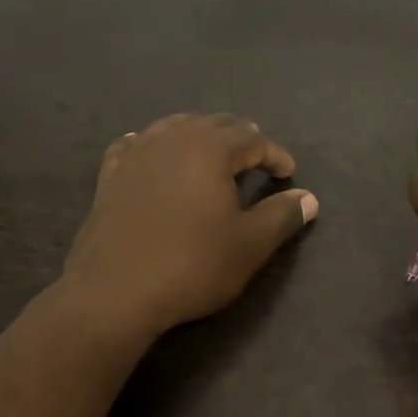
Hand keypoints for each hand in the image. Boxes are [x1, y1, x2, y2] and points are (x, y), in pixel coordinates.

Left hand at [63, 113, 318, 336]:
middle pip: (212, 124)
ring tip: (211, 151)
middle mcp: (172, 140)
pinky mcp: (109, 177)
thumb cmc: (191, 265)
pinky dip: (152, 144)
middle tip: (255, 156)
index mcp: (210, 149)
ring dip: (198, 135)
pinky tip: (151, 152)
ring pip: (173, 128)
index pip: (252, 139)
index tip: (288, 173)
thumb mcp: (249, 245)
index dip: (274, 154)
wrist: (114, 292)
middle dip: (239, 138)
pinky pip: (134, 146)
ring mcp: (136, 155)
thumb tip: (308, 198)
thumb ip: (282, 216)